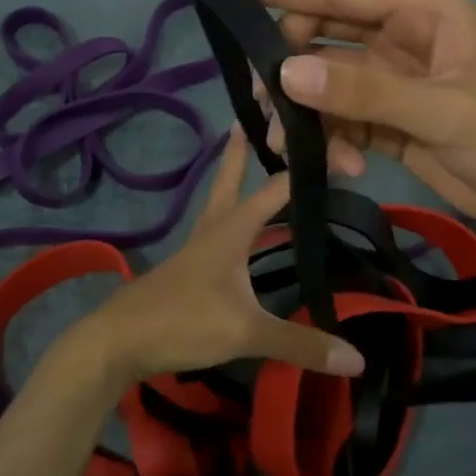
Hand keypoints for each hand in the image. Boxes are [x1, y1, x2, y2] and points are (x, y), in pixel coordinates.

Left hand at [63, 131, 365, 384]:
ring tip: (252, 164)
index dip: (307, 170)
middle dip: (243, 149)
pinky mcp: (187, 270)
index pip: (276, 188)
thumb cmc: (182, 322)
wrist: (117, 342)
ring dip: (235, 180)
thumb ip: (301, 343)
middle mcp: (213, 230)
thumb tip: (358, 359)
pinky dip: (232, 219)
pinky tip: (240, 234)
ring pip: (220, 202)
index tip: (335, 148)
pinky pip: (216, 232)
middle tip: (253, 116)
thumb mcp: (246, 333)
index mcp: (231, 230)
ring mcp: (196, 249)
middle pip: (230, 178)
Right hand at [238, 0, 475, 238]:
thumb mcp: (443, 112)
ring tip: (302, 153)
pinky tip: (345, 169)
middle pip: (322, 38)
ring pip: (325, 84)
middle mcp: (401, 39)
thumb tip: (287, 72)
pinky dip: (332, 143)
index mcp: (422, 14)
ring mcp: (393, 82)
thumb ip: (367, 92)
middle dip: (291, 69)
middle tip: (266, 105)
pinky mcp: (389, 121)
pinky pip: (341, 121)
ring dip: (309, 116)